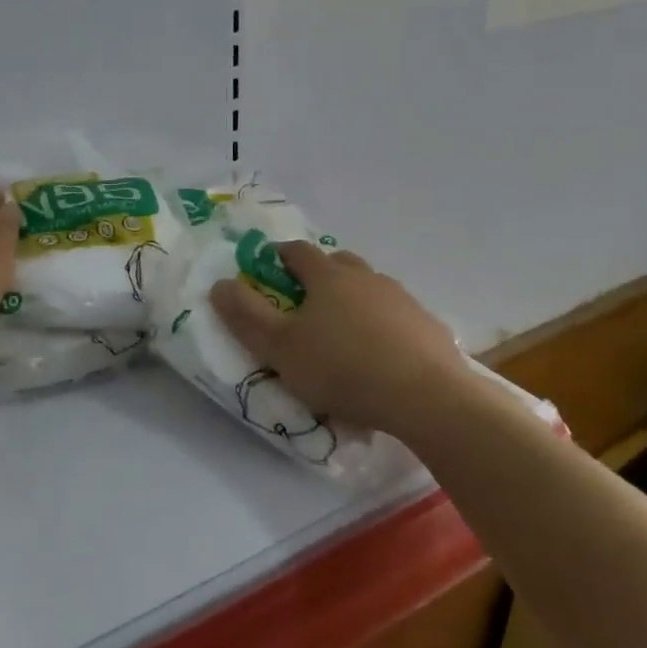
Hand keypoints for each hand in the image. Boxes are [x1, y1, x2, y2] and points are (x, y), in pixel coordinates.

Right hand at [209, 243, 464, 437]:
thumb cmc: (342, 368)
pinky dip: (382, 324)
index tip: (265, 267)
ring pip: (369, 287)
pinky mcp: (427, 324)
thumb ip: (246, 315)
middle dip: (319, 274)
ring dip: (353, 299)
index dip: (277, 255)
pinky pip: (396, 315)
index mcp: (327, 276)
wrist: (425, 396)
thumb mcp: (280, 347)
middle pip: (337, 263)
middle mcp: (365, 276)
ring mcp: (401, 298)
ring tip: (343, 332)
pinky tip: (380, 353)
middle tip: (305, 301)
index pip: (297, 251)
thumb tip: (220, 284)